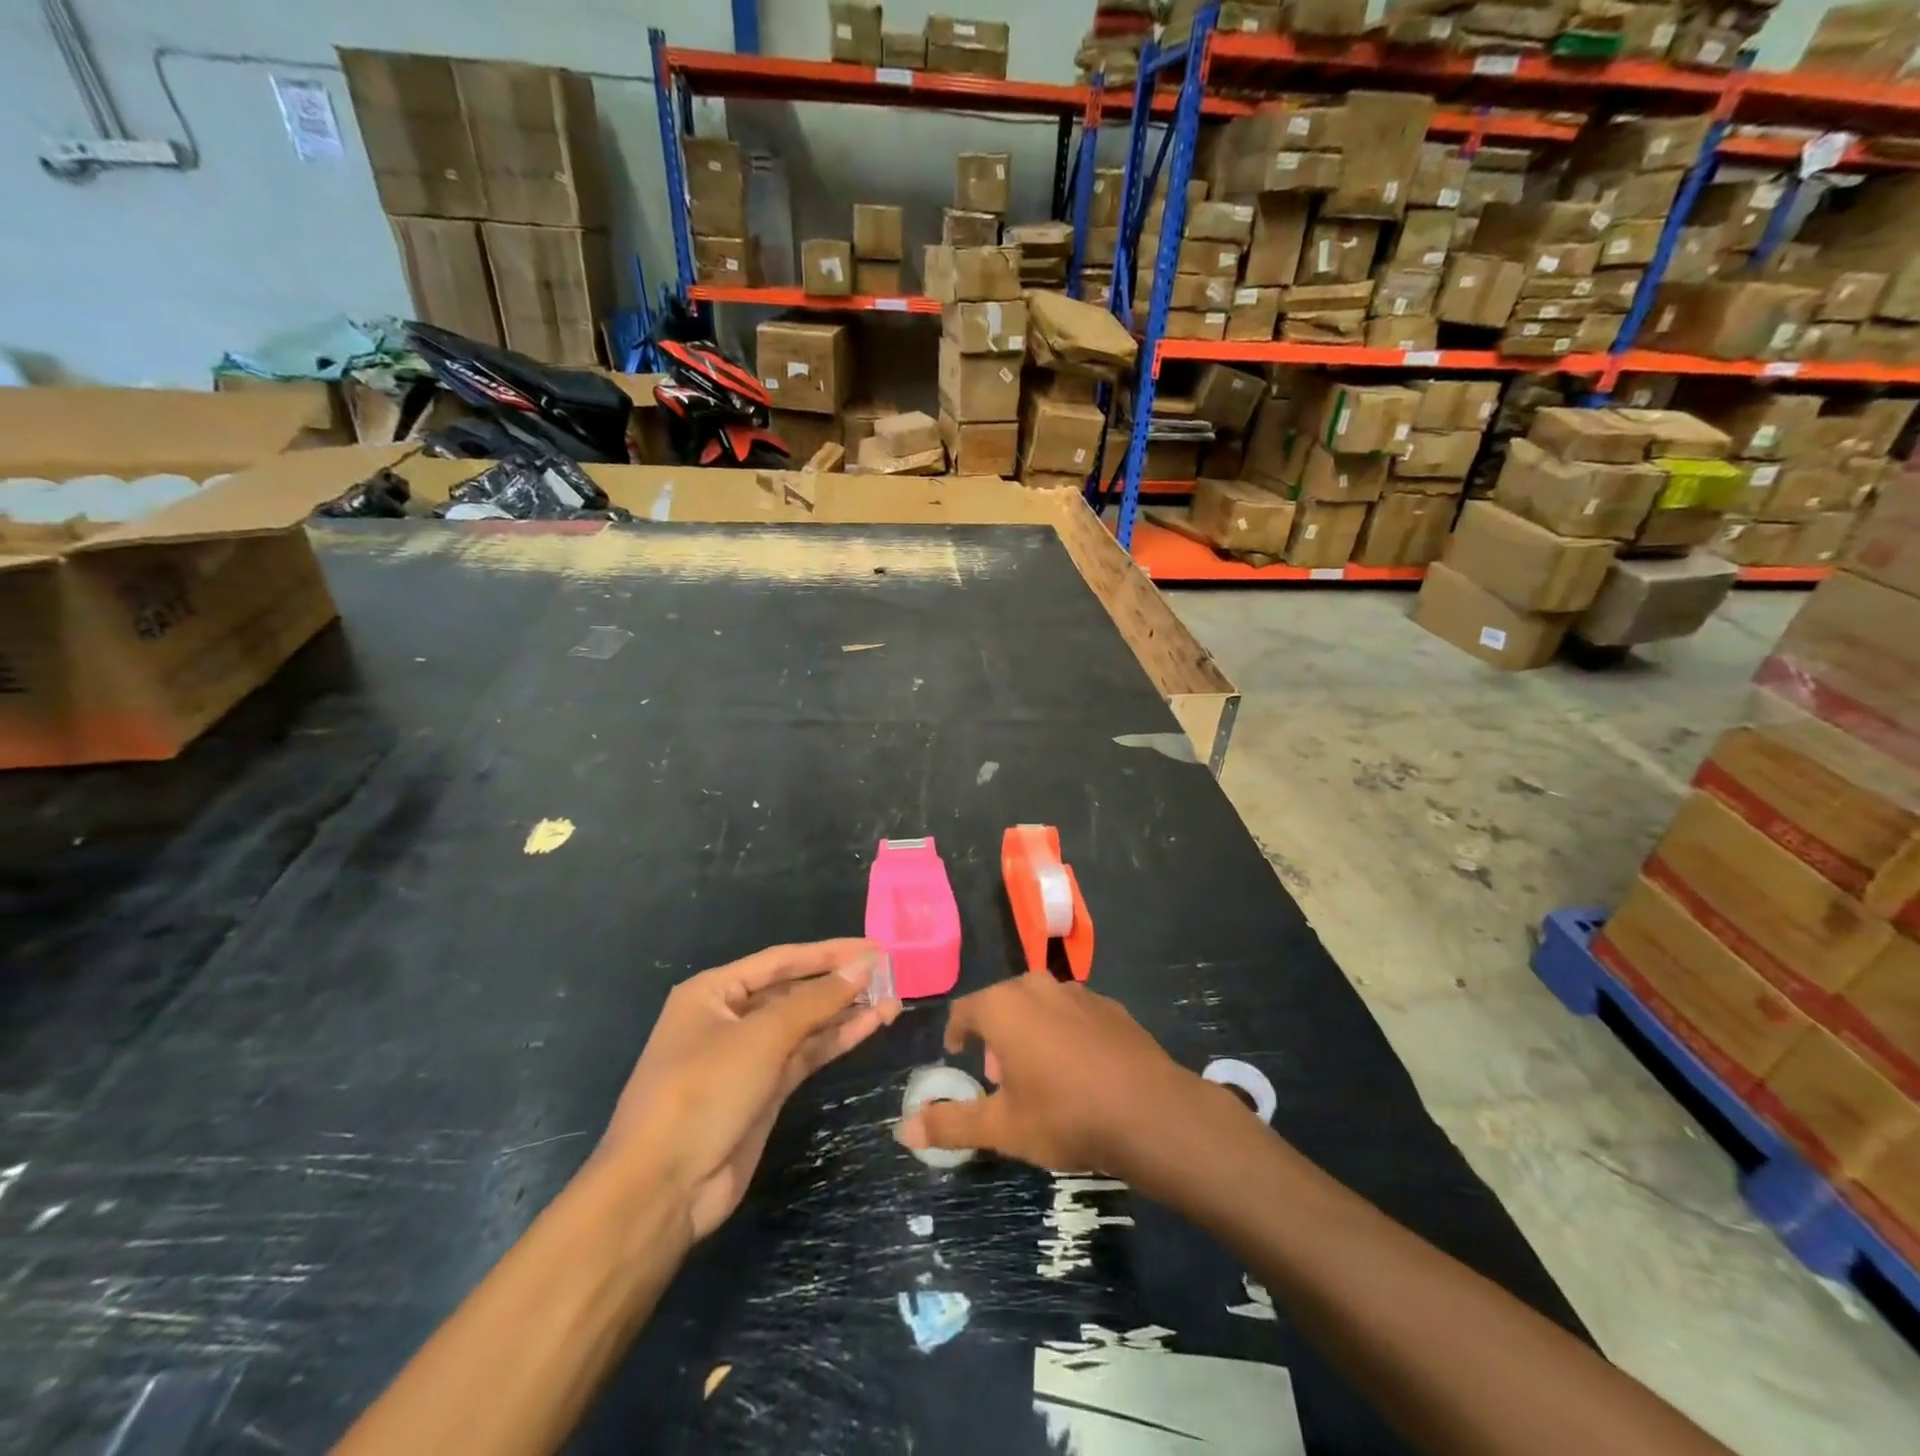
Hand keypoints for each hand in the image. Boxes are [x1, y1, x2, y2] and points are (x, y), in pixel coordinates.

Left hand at [598, 939, 899, 1238]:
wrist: (663, 1189)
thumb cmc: (703, 1091)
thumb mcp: (761, 1037)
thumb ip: (816, 1000)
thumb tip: (864, 965)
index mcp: (713, 992)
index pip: (780, 960)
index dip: (828, 953)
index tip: (872, 947)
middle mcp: (730, 1018)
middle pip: (793, 991)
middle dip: (839, 982)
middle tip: (889, 972)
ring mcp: (748, 1057)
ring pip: (805, 1025)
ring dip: (845, 1012)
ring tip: (892, 997)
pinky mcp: (764, 1091)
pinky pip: (805, 1054)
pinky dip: (837, 1040)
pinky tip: (871, 1024)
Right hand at [894, 975, 1232, 1183]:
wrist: (1150, 1112)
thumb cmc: (1064, 1115)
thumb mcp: (1002, 1127)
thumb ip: (951, 1124)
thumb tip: (902, 1130)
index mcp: (1004, 1006)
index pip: (964, 1011)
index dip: (956, 1034)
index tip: (958, 1056)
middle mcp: (1037, 986)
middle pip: (1003, 1005)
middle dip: (995, 1037)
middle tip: (1000, 1079)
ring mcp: (1078, 992)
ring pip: (1040, 1007)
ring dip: (1030, 1033)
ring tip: (1040, 1077)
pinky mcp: (1111, 1006)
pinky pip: (1074, 1014)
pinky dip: (1065, 1034)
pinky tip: (1080, 1071)